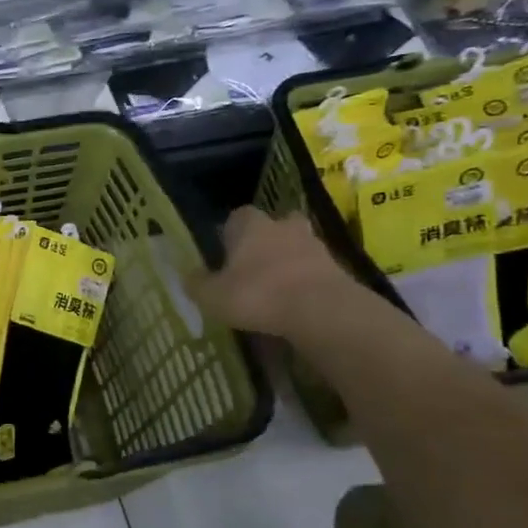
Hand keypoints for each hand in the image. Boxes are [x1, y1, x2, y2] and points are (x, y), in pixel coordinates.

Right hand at [187, 206, 360, 338]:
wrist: (321, 310)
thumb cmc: (257, 295)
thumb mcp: (212, 296)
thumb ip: (197, 284)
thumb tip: (189, 276)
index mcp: (250, 226)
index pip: (236, 217)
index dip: (229, 234)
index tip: (224, 253)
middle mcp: (282, 226)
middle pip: (273, 226)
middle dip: (265, 242)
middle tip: (254, 267)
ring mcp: (315, 245)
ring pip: (297, 247)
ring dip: (288, 262)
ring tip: (276, 289)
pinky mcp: (338, 268)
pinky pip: (315, 270)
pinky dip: (306, 282)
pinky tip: (296, 303)